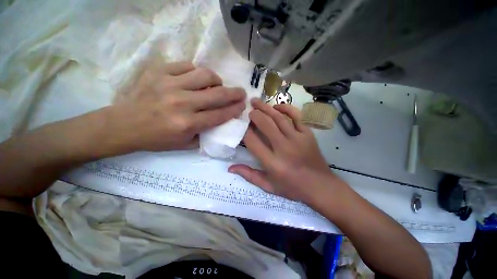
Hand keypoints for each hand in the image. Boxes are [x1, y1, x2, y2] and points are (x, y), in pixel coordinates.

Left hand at [103, 62, 245, 153]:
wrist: (124, 125)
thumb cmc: (157, 138)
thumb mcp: (185, 144)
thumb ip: (206, 134)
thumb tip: (221, 121)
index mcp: (188, 123)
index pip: (220, 114)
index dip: (235, 109)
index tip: (243, 105)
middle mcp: (182, 103)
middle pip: (217, 94)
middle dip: (235, 93)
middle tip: (241, 92)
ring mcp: (170, 84)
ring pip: (205, 75)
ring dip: (217, 80)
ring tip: (217, 85)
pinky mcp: (159, 72)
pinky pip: (187, 65)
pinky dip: (197, 72)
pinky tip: (197, 79)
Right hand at [229, 98, 339, 202]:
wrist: (320, 186)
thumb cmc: (292, 188)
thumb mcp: (268, 186)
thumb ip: (249, 175)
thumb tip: (230, 167)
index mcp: (272, 163)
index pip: (252, 141)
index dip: (245, 131)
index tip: (243, 127)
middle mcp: (284, 148)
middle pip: (265, 124)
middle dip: (254, 115)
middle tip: (248, 110)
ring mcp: (298, 139)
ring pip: (279, 117)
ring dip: (266, 107)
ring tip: (256, 101)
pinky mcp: (308, 134)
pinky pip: (297, 116)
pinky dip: (286, 108)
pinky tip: (277, 106)